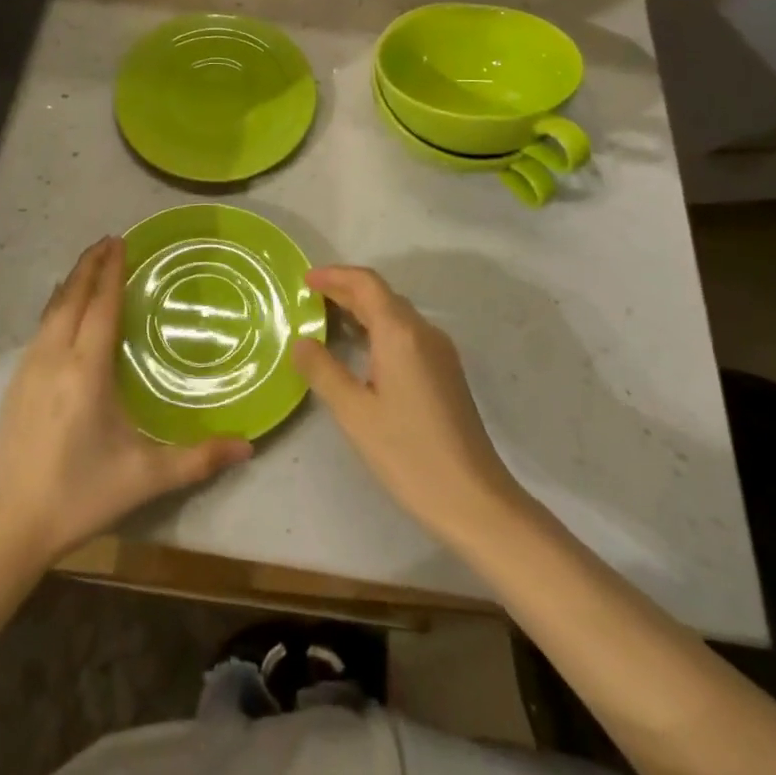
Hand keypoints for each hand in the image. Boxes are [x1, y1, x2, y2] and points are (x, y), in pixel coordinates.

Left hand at [0, 236, 252, 569]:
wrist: (11, 526)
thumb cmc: (82, 494)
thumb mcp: (145, 477)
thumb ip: (198, 458)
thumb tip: (249, 447)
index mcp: (86, 370)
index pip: (101, 306)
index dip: (112, 271)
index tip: (121, 241)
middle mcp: (55, 358)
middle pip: (73, 296)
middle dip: (91, 265)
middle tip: (109, 240)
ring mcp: (29, 369)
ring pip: (52, 310)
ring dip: (72, 282)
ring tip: (89, 264)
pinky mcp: (15, 384)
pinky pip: (40, 328)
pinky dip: (56, 305)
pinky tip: (62, 309)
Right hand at [293, 266, 522, 544]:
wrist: (474, 499)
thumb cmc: (409, 454)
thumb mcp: (355, 413)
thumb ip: (323, 371)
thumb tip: (301, 342)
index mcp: (401, 333)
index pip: (366, 284)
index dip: (335, 275)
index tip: (305, 279)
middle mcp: (424, 332)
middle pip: (381, 295)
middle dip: (345, 290)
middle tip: (309, 297)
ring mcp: (439, 351)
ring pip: (396, 314)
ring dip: (362, 308)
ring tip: (327, 318)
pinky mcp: (446, 371)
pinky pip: (406, 333)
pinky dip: (378, 328)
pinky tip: (361, 349)